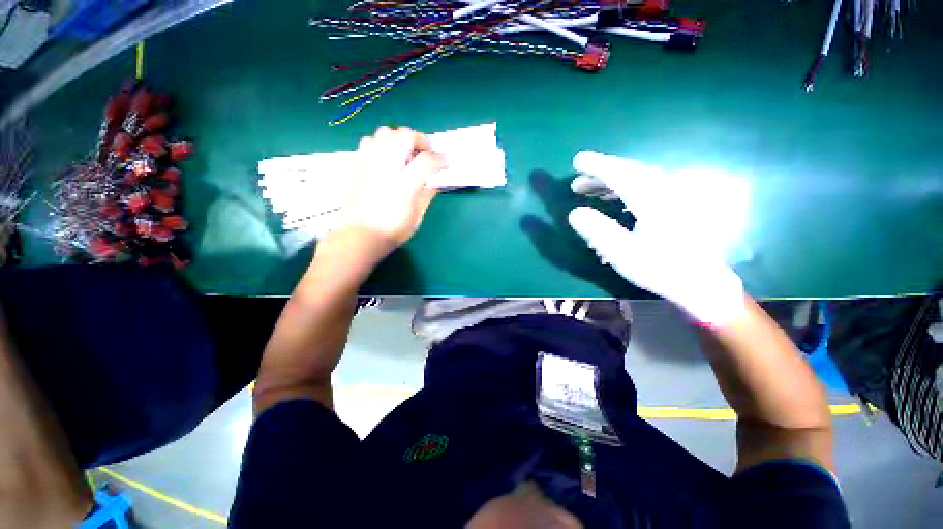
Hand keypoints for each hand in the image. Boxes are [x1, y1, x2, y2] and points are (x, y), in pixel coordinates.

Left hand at [339, 126, 444, 256]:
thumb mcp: (417, 215)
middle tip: (425, 153)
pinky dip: (381, 144)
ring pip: (385, 133)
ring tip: (404, 154)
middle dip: (420, 140)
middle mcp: (386, 168)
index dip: (440, 159)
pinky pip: (369, 141)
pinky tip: (386, 159)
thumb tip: (435, 180)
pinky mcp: (357, 165)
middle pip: (404, 136)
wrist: (361, 235)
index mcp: (404, 184)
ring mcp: (369, 163)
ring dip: (399, 139)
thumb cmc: (393, 230)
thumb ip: (427, 194)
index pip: (427, 160)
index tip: (445, 162)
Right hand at [567, 151, 747, 325]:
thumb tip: (575, 212)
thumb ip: (598, 231)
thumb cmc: (661, 268)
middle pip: (629, 172)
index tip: (577, 160)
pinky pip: (647, 187)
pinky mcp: (677, 204)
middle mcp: (666, 190)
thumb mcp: (624, 254)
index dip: (597, 166)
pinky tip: (616, 200)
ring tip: (590, 191)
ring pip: (638, 179)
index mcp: (653, 199)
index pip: (620, 174)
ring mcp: (674, 195)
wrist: (701, 282)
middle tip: (577, 183)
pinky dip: (626, 189)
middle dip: (600, 175)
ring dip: (612, 182)